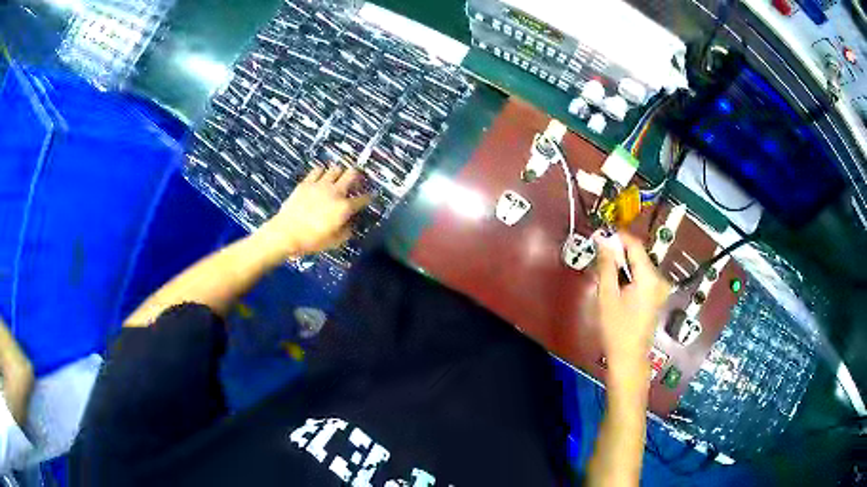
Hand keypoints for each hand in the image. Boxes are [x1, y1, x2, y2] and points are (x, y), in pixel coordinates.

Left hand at [255, 165, 370, 260]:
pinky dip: (322, 172)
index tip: (371, 196)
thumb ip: (346, 231)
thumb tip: (350, 224)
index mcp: (344, 208)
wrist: (286, 233)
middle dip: (357, 175)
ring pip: (336, 168)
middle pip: (352, 174)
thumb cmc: (311, 241)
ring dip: (339, 172)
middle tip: (355, 181)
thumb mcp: (333, 242)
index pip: (363, 199)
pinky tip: (321, 177)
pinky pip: (317, 170)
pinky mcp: (306, 182)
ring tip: (337, 178)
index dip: (369, 197)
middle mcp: (335, 192)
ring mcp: (320, 184)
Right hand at [594, 233, 669, 376]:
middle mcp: (659, 279)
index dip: (618, 237)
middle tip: (599, 255)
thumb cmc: (616, 329)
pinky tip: (617, 284)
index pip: (635, 245)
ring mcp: (659, 289)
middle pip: (639, 255)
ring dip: (623, 264)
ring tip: (605, 270)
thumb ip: (606, 265)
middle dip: (619, 251)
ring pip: (640, 266)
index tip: (601, 234)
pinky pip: (642, 277)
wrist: (629, 358)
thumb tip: (602, 240)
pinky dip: (629, 275)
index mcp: (649, 277)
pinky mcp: (656, 296)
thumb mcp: (607, 295)